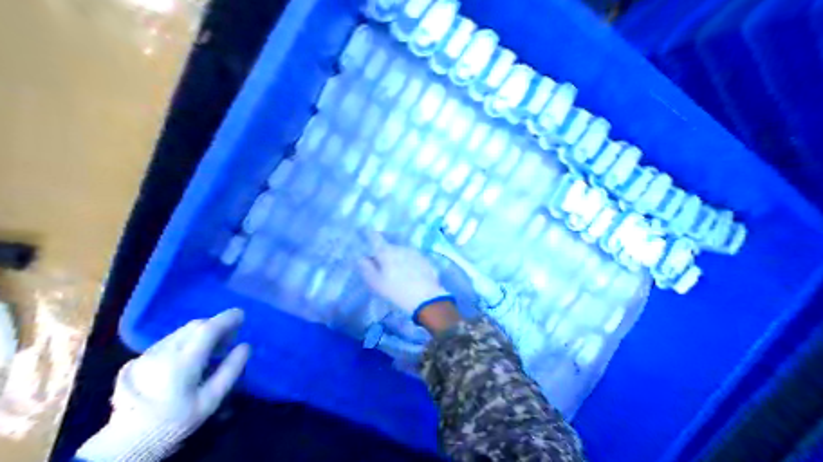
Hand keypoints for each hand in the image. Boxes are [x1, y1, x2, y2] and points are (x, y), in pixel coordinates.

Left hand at [77, 311, 250, 461]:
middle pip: (195, 326)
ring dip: (201, 332)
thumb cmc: (177, 419)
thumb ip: (230, 370)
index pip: (208, 329)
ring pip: (182, 331)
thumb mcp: (210, 400)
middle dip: (216, 325)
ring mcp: (150, 353)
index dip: (227, 319)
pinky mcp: (140, 358)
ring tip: (213, 347)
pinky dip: (187, 339)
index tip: (242, 315)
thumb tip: (245, 346)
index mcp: (183, 361)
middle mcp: (165, 351)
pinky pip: (171, 339)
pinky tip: (191, 356)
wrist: (130, 439)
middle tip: (230, 337)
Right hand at [359, 231, 449, 312]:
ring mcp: (415, 253)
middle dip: (385, 254)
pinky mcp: (426, 261)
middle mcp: (401, 248)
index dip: (369, 234)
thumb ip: (366, 268)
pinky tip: (411, 277)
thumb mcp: (376, 283)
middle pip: (389, 247)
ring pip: (402, 253)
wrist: (427, 298)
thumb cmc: (396, 291)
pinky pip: (413, 260)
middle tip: (382, 268)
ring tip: (398, 275)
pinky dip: (409, 265)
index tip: (366, 232)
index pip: (375, 237)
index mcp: (386, 252)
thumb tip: (361, 258)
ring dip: (398, 260)